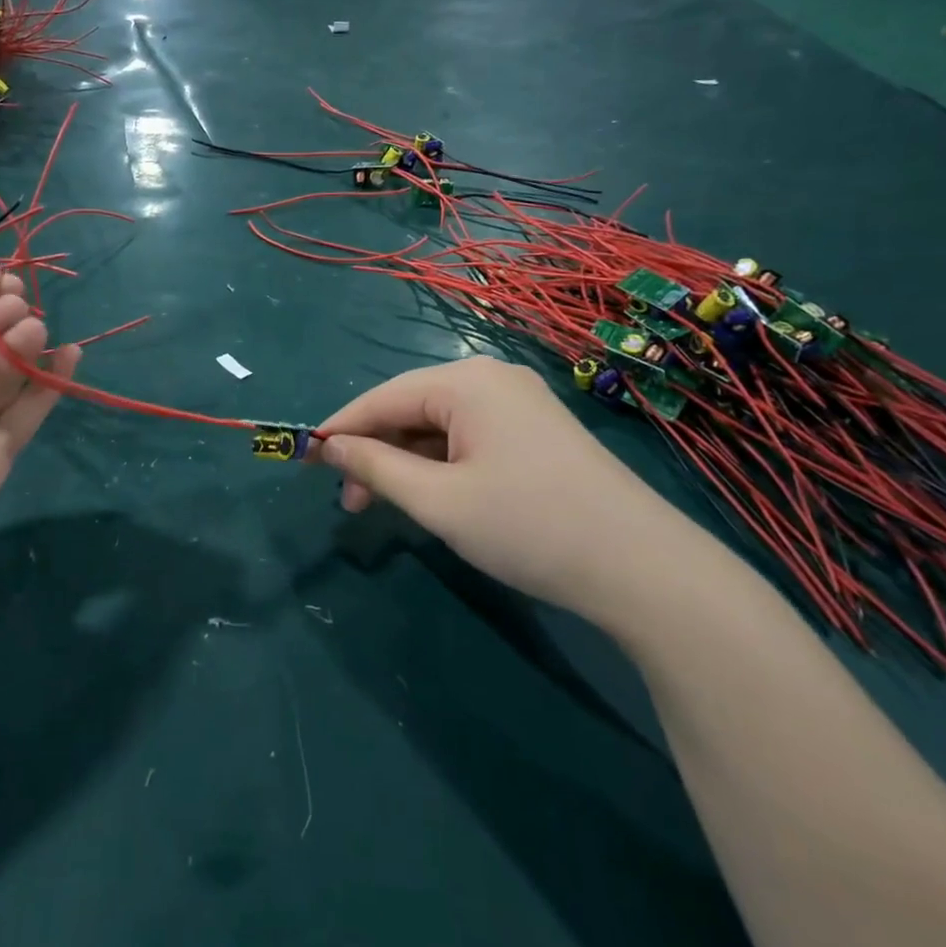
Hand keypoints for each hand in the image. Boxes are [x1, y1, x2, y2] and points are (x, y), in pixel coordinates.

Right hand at [316, 356, 686, 614]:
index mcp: (467, 381)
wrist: (642, 568)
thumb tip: (328, 448)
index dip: (339, 429)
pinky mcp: (537, 432)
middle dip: (375, 453)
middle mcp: (492, 378)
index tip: (303, 458)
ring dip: (406, 464)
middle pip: (411, 409)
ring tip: (386, 508)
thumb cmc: (528, 526)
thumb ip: (375, 468)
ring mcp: (520, 404)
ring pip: (439, 427)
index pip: (383, 397)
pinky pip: (469, 438)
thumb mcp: (438, 501)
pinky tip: (431, 497)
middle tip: (350, 504)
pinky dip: (440, 466)